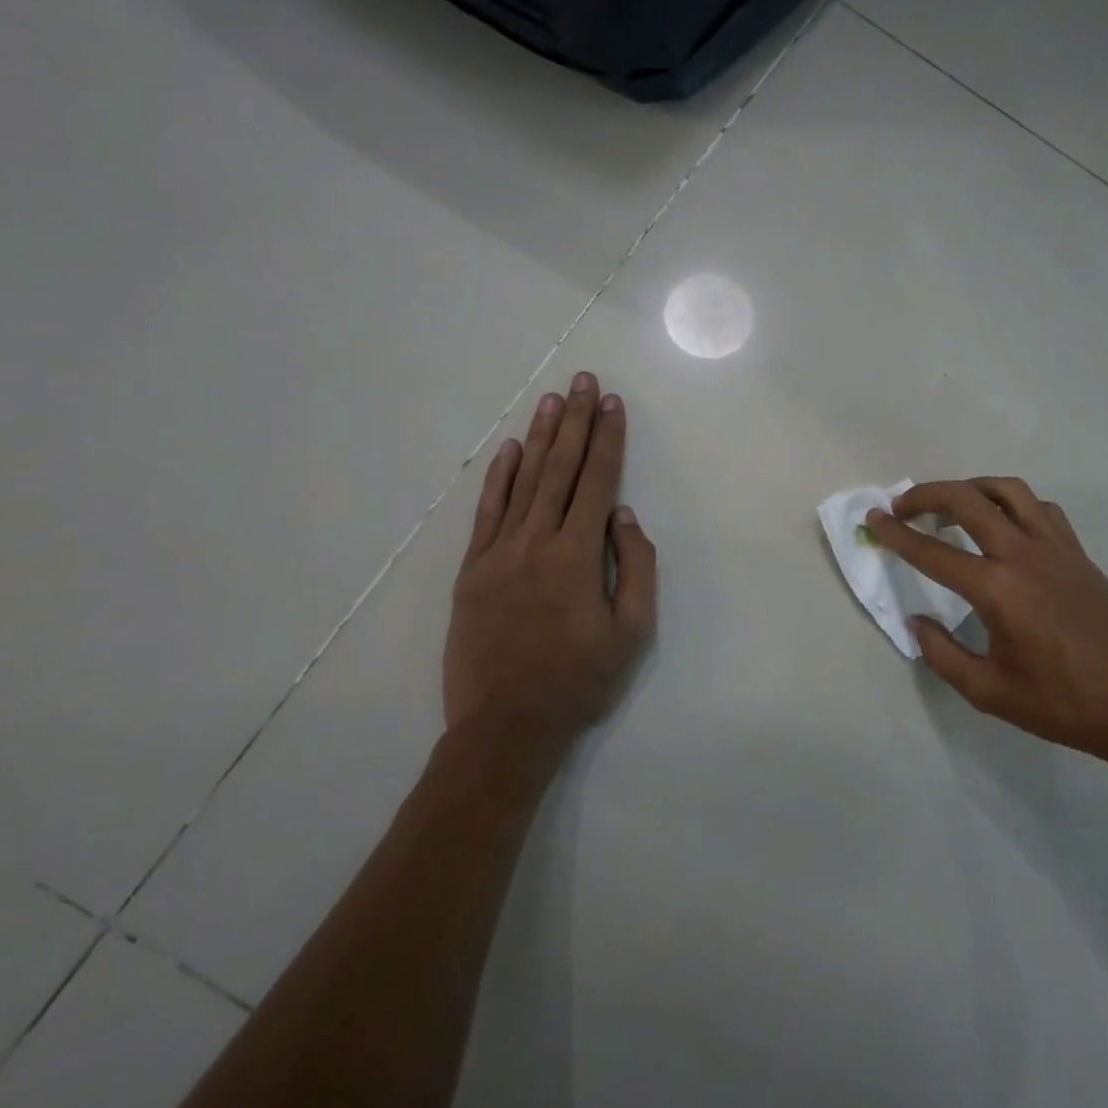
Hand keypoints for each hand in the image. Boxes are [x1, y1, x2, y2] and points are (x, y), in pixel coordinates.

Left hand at [442, 372, 656, 763]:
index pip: (598, 482)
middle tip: (584, 381)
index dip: (608, 440)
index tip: (614, 404)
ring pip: (523, 481)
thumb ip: (635, 568)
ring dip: (540, 438)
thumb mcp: (633, 631)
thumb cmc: (579, 679)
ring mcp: (498, 553)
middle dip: (576, 422)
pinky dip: (499, 477)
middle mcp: (537, 541)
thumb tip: (625, 517)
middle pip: (560, 469)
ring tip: (553, 400)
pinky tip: (510, 450)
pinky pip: (486, 512)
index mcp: (578, 555)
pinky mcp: (472, 570)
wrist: (506, 725)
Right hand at [865, 478, 1107, 786]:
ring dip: (971, 488)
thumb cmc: (1060, 704)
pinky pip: (1041, 509)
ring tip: (951, 505)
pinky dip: (1013, 503)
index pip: (932, 552)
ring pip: (1008, 491)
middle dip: (927, 495)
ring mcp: (1056, 548)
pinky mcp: (1078, 552)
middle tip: (902, 507)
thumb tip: (916, 622)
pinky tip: (1004, 525)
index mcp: (997, 590)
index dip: (896, 534)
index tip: (873, 518)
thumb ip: (942, 653)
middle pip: (967, 501)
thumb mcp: (988, 691)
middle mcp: (1024, 555)